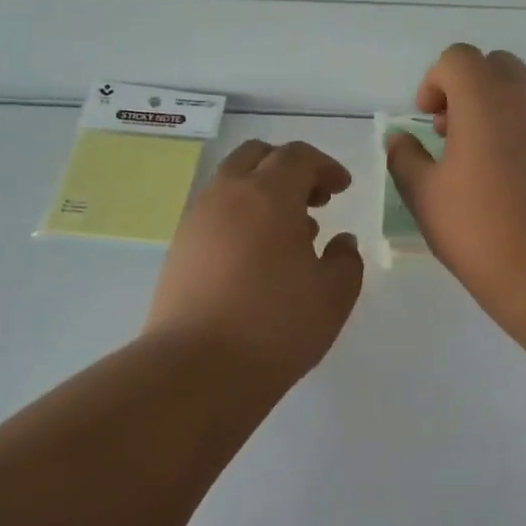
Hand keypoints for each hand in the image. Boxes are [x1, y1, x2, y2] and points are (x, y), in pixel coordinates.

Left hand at [145, 140, 363, 391]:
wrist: (197, 369)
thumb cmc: (276, 326)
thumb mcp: (333, 295)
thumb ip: (346, 259)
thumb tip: (340, 241)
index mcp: (268, 195)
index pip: (297, 156)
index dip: (325, 166)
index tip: (342, 189)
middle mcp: (227, 195)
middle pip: (257, 156)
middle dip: (289, 168)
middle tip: (314, 200)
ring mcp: (197, 220)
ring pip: (231, 183)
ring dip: (263, 192)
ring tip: (289, 233)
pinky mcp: (179, 248)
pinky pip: (215, 213)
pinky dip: (240, 216)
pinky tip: (257, 256)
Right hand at [385, 45, 525, 324]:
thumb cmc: (478, 228)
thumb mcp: (423, 195)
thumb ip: (405, 157)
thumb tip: (398, 138)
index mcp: (484, 100)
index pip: (458, 58)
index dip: (435, 81)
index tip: (426, 118)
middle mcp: (525, 99)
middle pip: (495, 65)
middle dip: (467, 87)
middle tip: (450, 132)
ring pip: (521, 92)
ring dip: (494, 108)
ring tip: (477, 159)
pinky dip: (518, 131)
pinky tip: (508, 179)